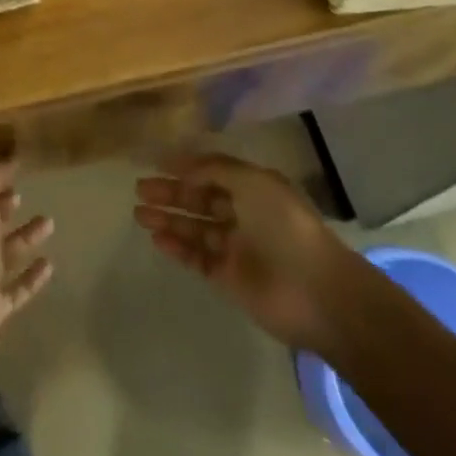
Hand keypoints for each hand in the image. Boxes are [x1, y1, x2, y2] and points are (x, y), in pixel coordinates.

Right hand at [134, 152, 359, 351]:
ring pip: (194, 228)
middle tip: (140, 189)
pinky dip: (177, 248)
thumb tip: (180, 164)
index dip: (186, 168)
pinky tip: (157, 239)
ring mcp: (236, 247)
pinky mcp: (229, 278)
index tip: (156, 163)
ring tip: (138, 214)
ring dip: (168, 220)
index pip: (213, 173)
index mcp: (254, 188)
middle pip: (200, 199)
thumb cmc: (286, 227)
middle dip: (171, 193)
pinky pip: (197, 258)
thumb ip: (214, 169)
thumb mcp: (252, 182)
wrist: (317, 292)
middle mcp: (244, 214)